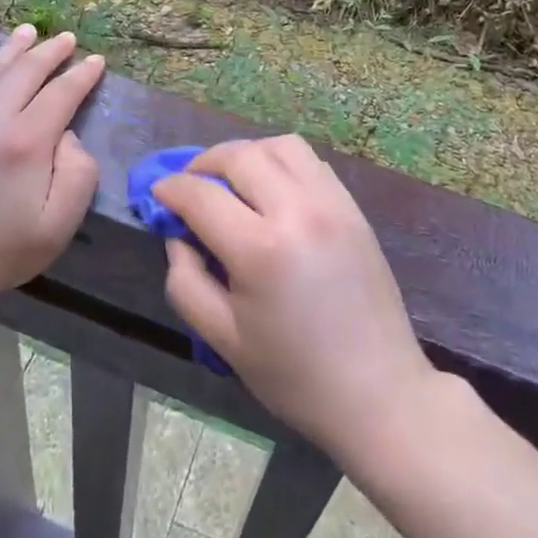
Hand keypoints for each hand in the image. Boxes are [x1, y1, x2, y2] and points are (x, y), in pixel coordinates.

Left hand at [0, 26, 103, 304]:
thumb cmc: (6, 248)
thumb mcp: (62, 221)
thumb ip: (79, 170)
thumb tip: (66, 131)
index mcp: (26, 142)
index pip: (61, 93)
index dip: (82, 74)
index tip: (96, 61)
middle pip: (25, 71)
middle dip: (50, 52)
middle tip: (65, 39)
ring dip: (12, 49)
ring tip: (28, 32)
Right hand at [155, 136, 434, 457]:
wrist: (378, 391)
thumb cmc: (295, 375)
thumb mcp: (224, 340)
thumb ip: (187, 282)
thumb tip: (178, 236)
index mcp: (261, 250)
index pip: (202, 195)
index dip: (172, 188)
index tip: (158, 193)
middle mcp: (297, 211)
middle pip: (240, 156)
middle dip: (204, 162)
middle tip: (191, 184)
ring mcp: (331, 202)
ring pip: (279, 145)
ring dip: (247, 154)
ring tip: (232, 180)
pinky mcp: (352, 206)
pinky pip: (310, 160)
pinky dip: (281, 161)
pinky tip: (271, 188)